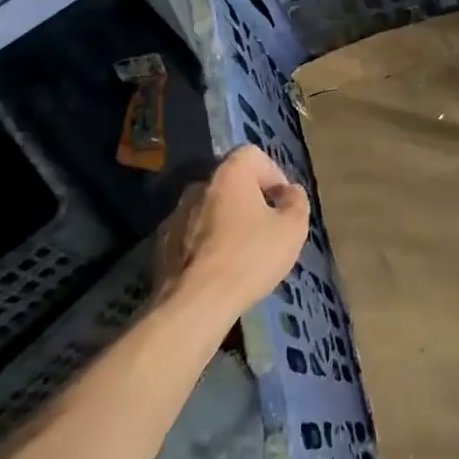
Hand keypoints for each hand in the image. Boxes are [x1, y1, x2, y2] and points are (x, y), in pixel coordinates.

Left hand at [155, 146, 309, 324]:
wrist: (195, 303)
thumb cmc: (250, 257)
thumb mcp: (292, 229)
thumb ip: (296, 202)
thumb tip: (290, 192)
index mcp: (229, 174)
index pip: (252, 155)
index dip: (273, 174)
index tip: (283, 203)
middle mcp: (198, 186)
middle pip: (230, 183)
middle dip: (249, 200)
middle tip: (266, 229)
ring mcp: (175, 215)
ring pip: (209, 210)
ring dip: (226, 222)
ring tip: (242, 253)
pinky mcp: (161, 245)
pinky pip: (192, 235)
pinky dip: (206, 244)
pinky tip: (218, 269)